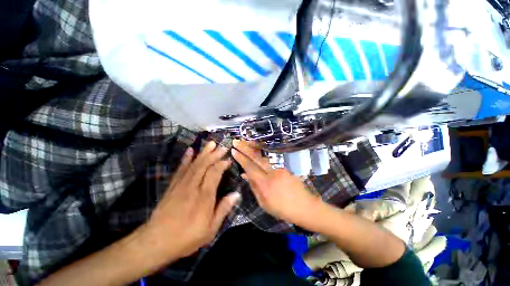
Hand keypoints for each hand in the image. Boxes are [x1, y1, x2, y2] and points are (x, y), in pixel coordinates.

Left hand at [141, 142, 240, 260]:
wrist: (156, 242)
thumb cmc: (187, 237)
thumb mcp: (210, 229)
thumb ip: (223, 209)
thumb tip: (236, 194)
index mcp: (204, 197)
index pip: (214, 173)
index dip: (221, 164)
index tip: (228, 159)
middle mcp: (193, 186)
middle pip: (204, 165)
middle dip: (214, 154)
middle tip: (222, 146)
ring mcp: (181, 184)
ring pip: (194, 164)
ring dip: (203, 153)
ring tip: (210, 143)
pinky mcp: (173, 185)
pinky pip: (181, 169)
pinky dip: (186, 158)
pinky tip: (190, 151)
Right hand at [231, 140, 321, 225]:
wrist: (305, 207)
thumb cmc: (283, 209)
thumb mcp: (264, 203)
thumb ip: (254, 187)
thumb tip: (246, 175)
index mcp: (265, 184)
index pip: (250, 168)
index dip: (241, 158)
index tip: (234, 151)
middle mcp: (272, 173)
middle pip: (256, 158)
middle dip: (245, 148)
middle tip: (236, 141)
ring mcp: (281, 168)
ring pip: (264, 156)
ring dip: (254, 149)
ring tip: (246, 142)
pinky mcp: (286, 167)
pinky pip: (271, 160)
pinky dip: (263, 155)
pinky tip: (258, 152)